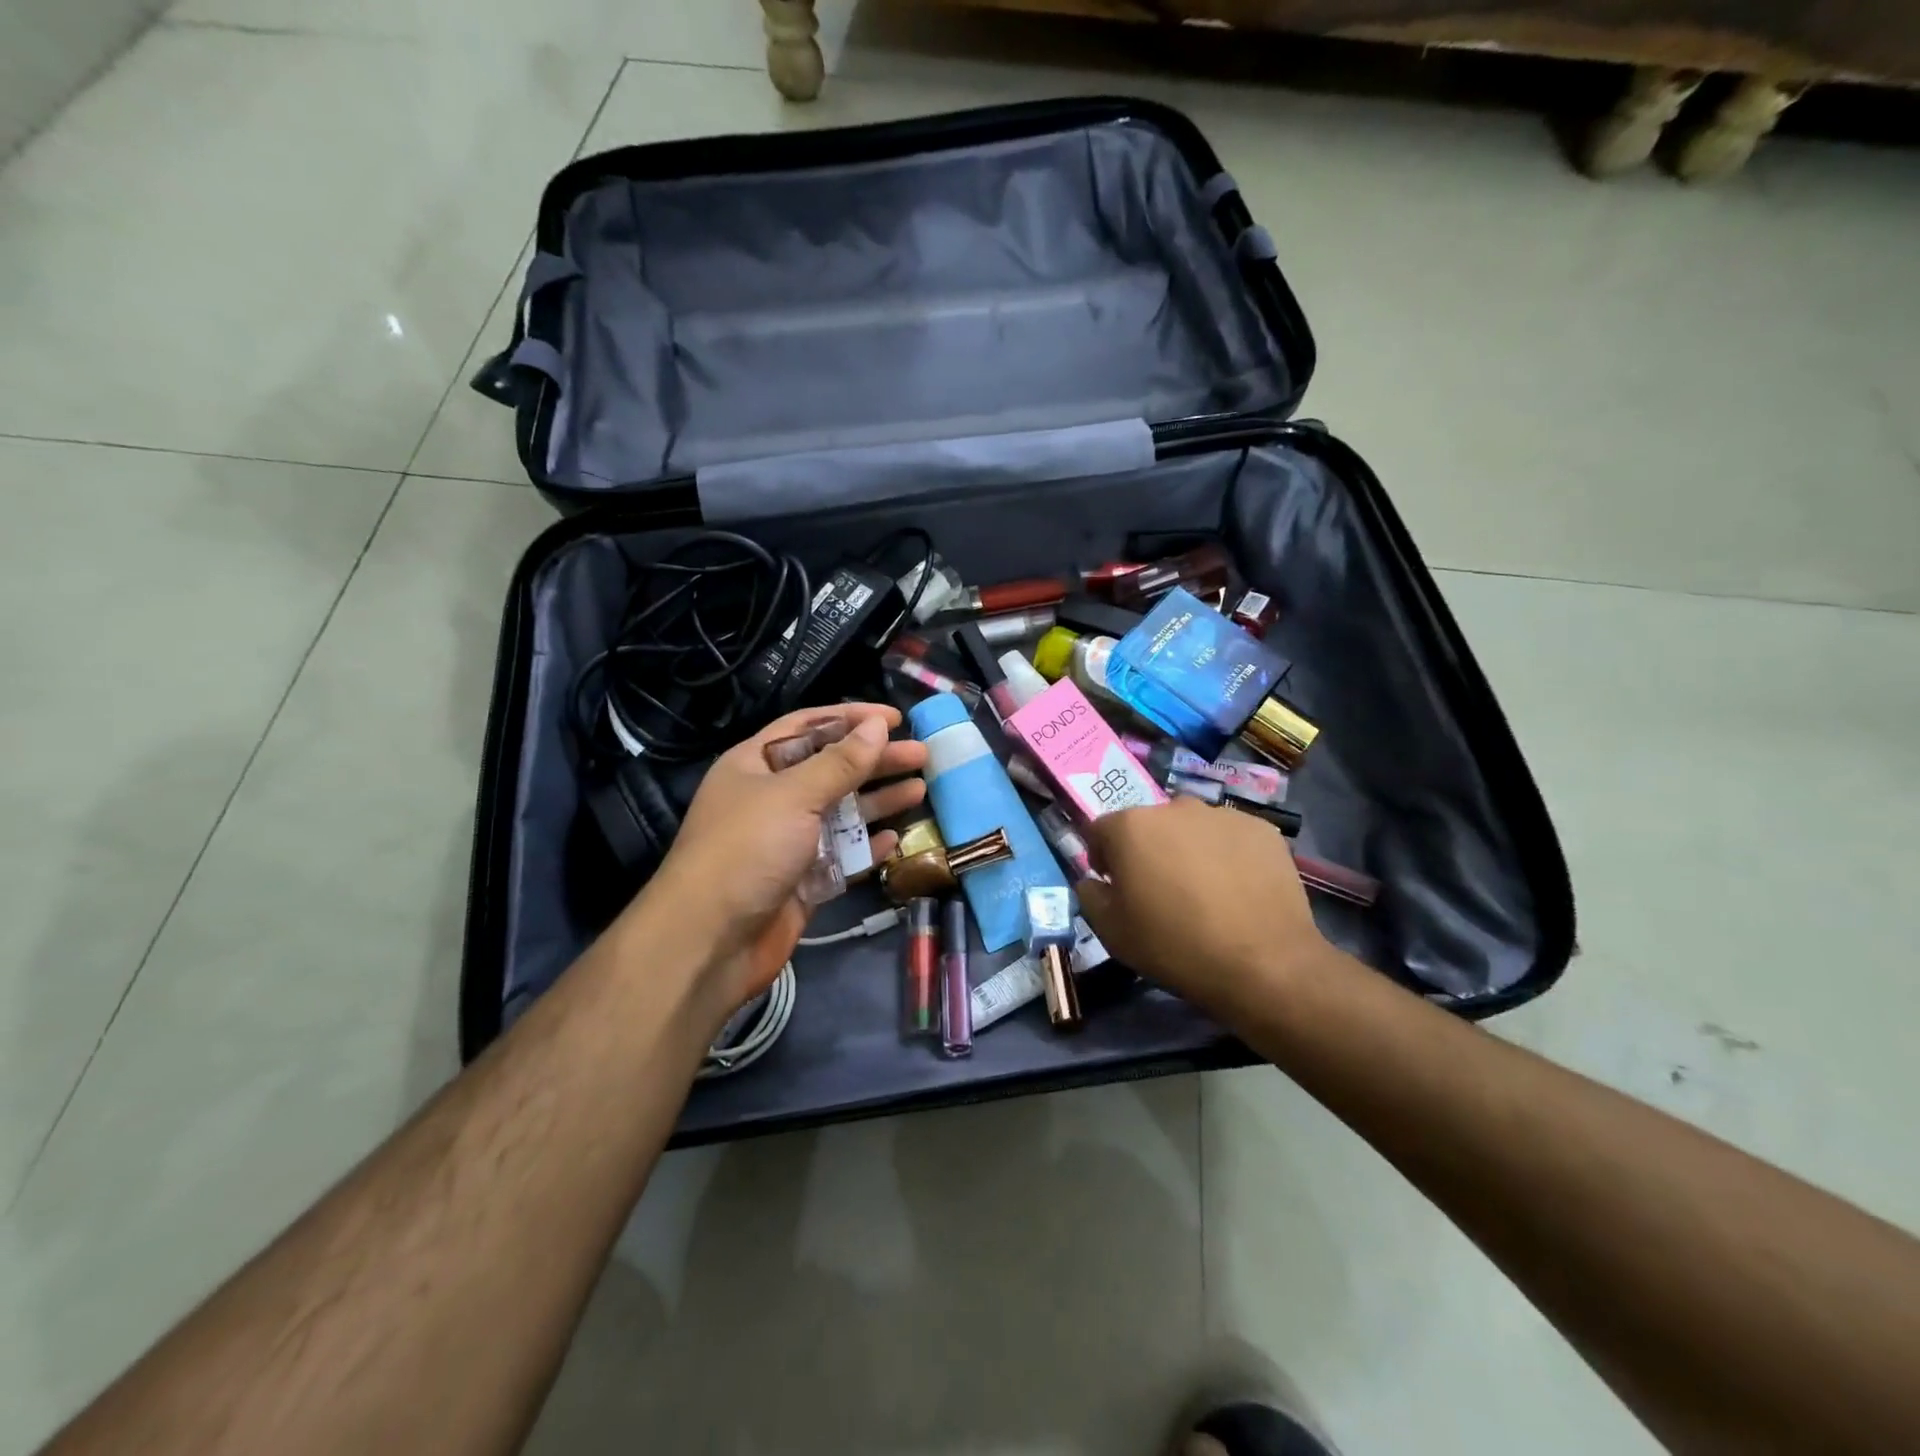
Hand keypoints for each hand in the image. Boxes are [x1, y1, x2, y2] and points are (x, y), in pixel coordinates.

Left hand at [630, 704, 927, 1018]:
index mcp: (756, 765)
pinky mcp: (803, 880)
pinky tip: (898, 838)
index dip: (851, 718)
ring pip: (842, 812)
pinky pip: (842, 855)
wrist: (709, 942)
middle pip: (832, 768)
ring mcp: (788, 841)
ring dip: (878, 799)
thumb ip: (840, 763)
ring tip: (921, 788)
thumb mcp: (793, 796)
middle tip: (921, 754)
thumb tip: (878, 726)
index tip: (895, 718)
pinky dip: (868, 846)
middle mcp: (773, 798)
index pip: (808, 727)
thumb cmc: (746, 851)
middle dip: (875, 760)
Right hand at [1076, 797, 1335, 1017]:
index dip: (1102, 857)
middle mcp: (1175, 807)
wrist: (1264, 964)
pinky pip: (1230, 838)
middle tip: (1160, 890)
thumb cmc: (1175, 946)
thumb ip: (1090, 895)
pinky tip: (1237, 890)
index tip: (1114, 885)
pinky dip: (1226, 855)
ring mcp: (1223, 815)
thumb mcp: (1111, 932)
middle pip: (1148, 825)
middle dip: (1147, 850)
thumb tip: (1094, 880)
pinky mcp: (1262, 830)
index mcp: (1131, 826)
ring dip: (1187, 850)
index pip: (1101, 829)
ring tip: (1204, 891)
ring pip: (1191, 828)